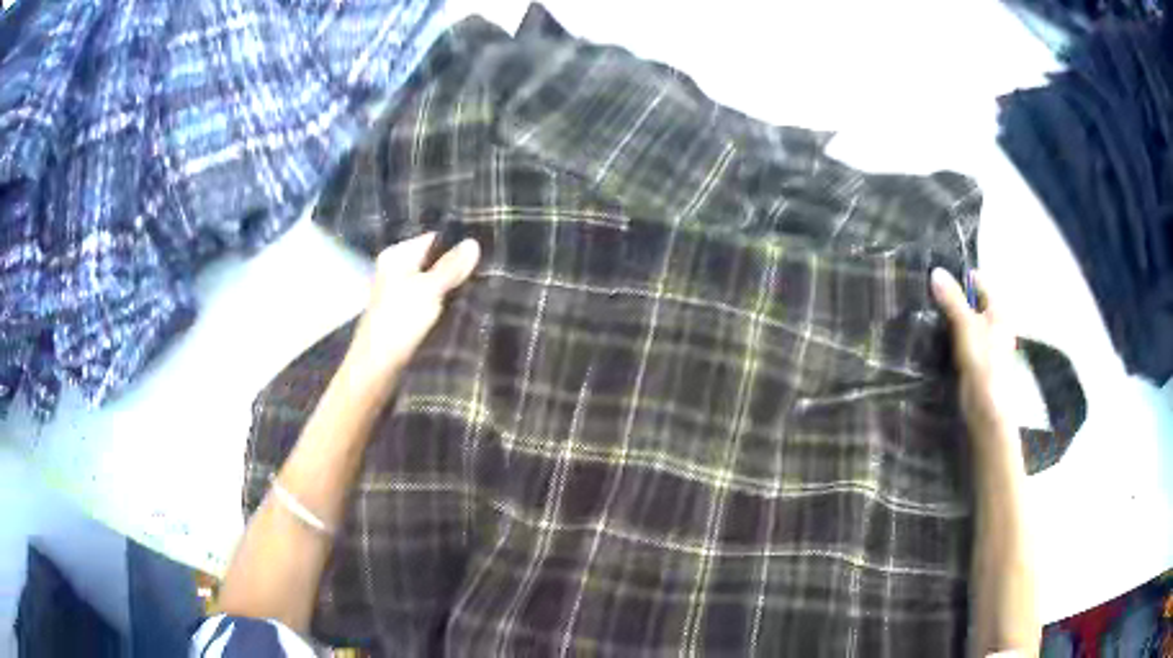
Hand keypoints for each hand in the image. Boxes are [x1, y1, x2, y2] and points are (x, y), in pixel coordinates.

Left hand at [341, 232, 480, 398]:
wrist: (375, 371)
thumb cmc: (398, 324)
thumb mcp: (428, 291)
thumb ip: (451, 267)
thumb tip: (473, 242)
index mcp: (396, 257)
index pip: (433, 239)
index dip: (459, 244)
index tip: (488, 250)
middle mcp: (396, 271)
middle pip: (435, 263)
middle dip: (459, 269)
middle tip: (492, 271)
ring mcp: (401, 296)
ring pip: (435, 285)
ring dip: (454, 290)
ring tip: (486, 288)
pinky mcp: (407, 318)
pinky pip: (432, 304)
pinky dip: (446, 306)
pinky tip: (468, 309)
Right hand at [930, 268, 1017, 452]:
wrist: (986, 408)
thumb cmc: (983, 362)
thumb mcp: (966, 326)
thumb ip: (952, 299)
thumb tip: (935, 272)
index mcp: (997, 309)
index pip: (977, 281)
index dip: (958, 278)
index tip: (935, 279)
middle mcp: (994, 323)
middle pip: (971, 302)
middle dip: (951, 299)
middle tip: (926, 297)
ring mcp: (985, 343)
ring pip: (964, 322)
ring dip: (948, 320)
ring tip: (925, 316)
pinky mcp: (975, 361)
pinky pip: (960, 341)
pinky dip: (949, 337)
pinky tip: (934, 339)